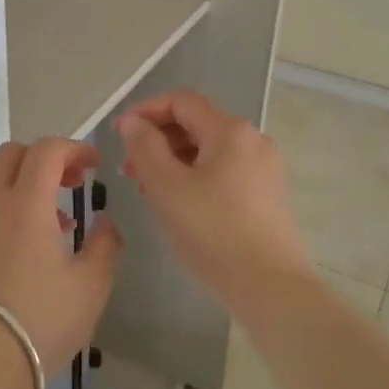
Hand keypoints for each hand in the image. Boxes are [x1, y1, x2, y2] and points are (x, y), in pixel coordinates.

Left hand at [0, 138, 123, 388]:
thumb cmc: (41, 324)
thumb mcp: (91, 288)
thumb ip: (105, 245)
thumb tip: (104, 221)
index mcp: (26, 205)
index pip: (48, 150)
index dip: (74, 148)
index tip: (92, 165)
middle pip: (11, 156)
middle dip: (43, 160)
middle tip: (68, 186)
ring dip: (20, 197)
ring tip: (45, 237)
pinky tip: (9, 266)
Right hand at [115, 90, 311, 305]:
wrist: (270, 286)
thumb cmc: (212, 231)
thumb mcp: (166, 187)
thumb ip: (144, 147)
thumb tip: (133, 123)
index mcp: (230, 131)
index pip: (181, 101)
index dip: (145, 111)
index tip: (118, 135)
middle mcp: (253, 140)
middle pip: (197, 124)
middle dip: (158, 140)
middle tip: (129, 170)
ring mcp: (266, 168)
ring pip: (210, 150)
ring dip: (175, 161)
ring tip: (149, 190)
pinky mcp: (269, 194)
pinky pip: (225, 171)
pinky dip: (196, 177)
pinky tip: (180, 204)